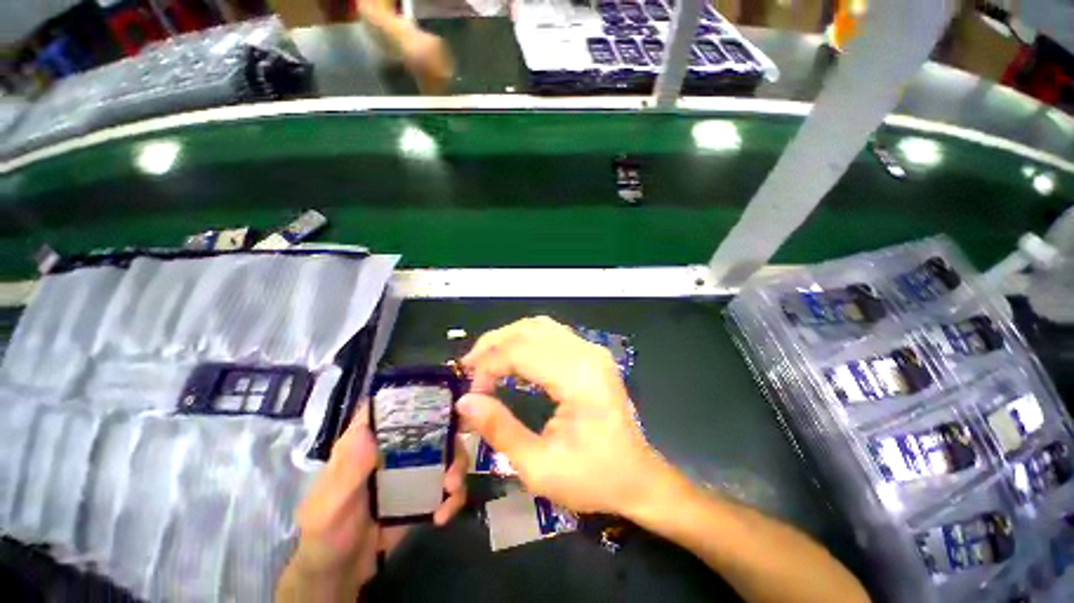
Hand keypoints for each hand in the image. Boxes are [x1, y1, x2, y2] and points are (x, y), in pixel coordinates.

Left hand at [279, 404, 466, 600]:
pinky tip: (444, 515)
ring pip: (447, 451)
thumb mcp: (329, 504)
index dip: (418, 393)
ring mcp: (414, 468)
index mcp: (370, 439)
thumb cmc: (326, 532)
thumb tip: (368, 431)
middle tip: (453, 464)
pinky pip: (448, 483)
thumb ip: (347, 471)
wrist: (341, 571)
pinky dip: (454, 496)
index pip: (394, 404)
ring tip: (452, 491)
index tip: (444, 396)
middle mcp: (396, 447)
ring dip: (457, 467)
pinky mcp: (425, 490)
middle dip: (451, 439)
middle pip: (433, 425)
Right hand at [458, 316, 667, 516]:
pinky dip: (525, 340)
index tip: (471, 391)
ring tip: (485, 360)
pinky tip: (512, 357)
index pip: (520, 351)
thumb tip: (465, 401)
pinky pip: (551, 334)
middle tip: (469, 367)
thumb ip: (499, 429)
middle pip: (528, 330)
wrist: (637, 478)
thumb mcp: (539, 466)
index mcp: (578, 377)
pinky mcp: (591, 354)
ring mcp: (591, 349)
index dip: (488, 366)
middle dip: (492, 344)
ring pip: (539, 326)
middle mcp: (586, 353)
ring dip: (507, 338)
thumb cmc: (592, 478)